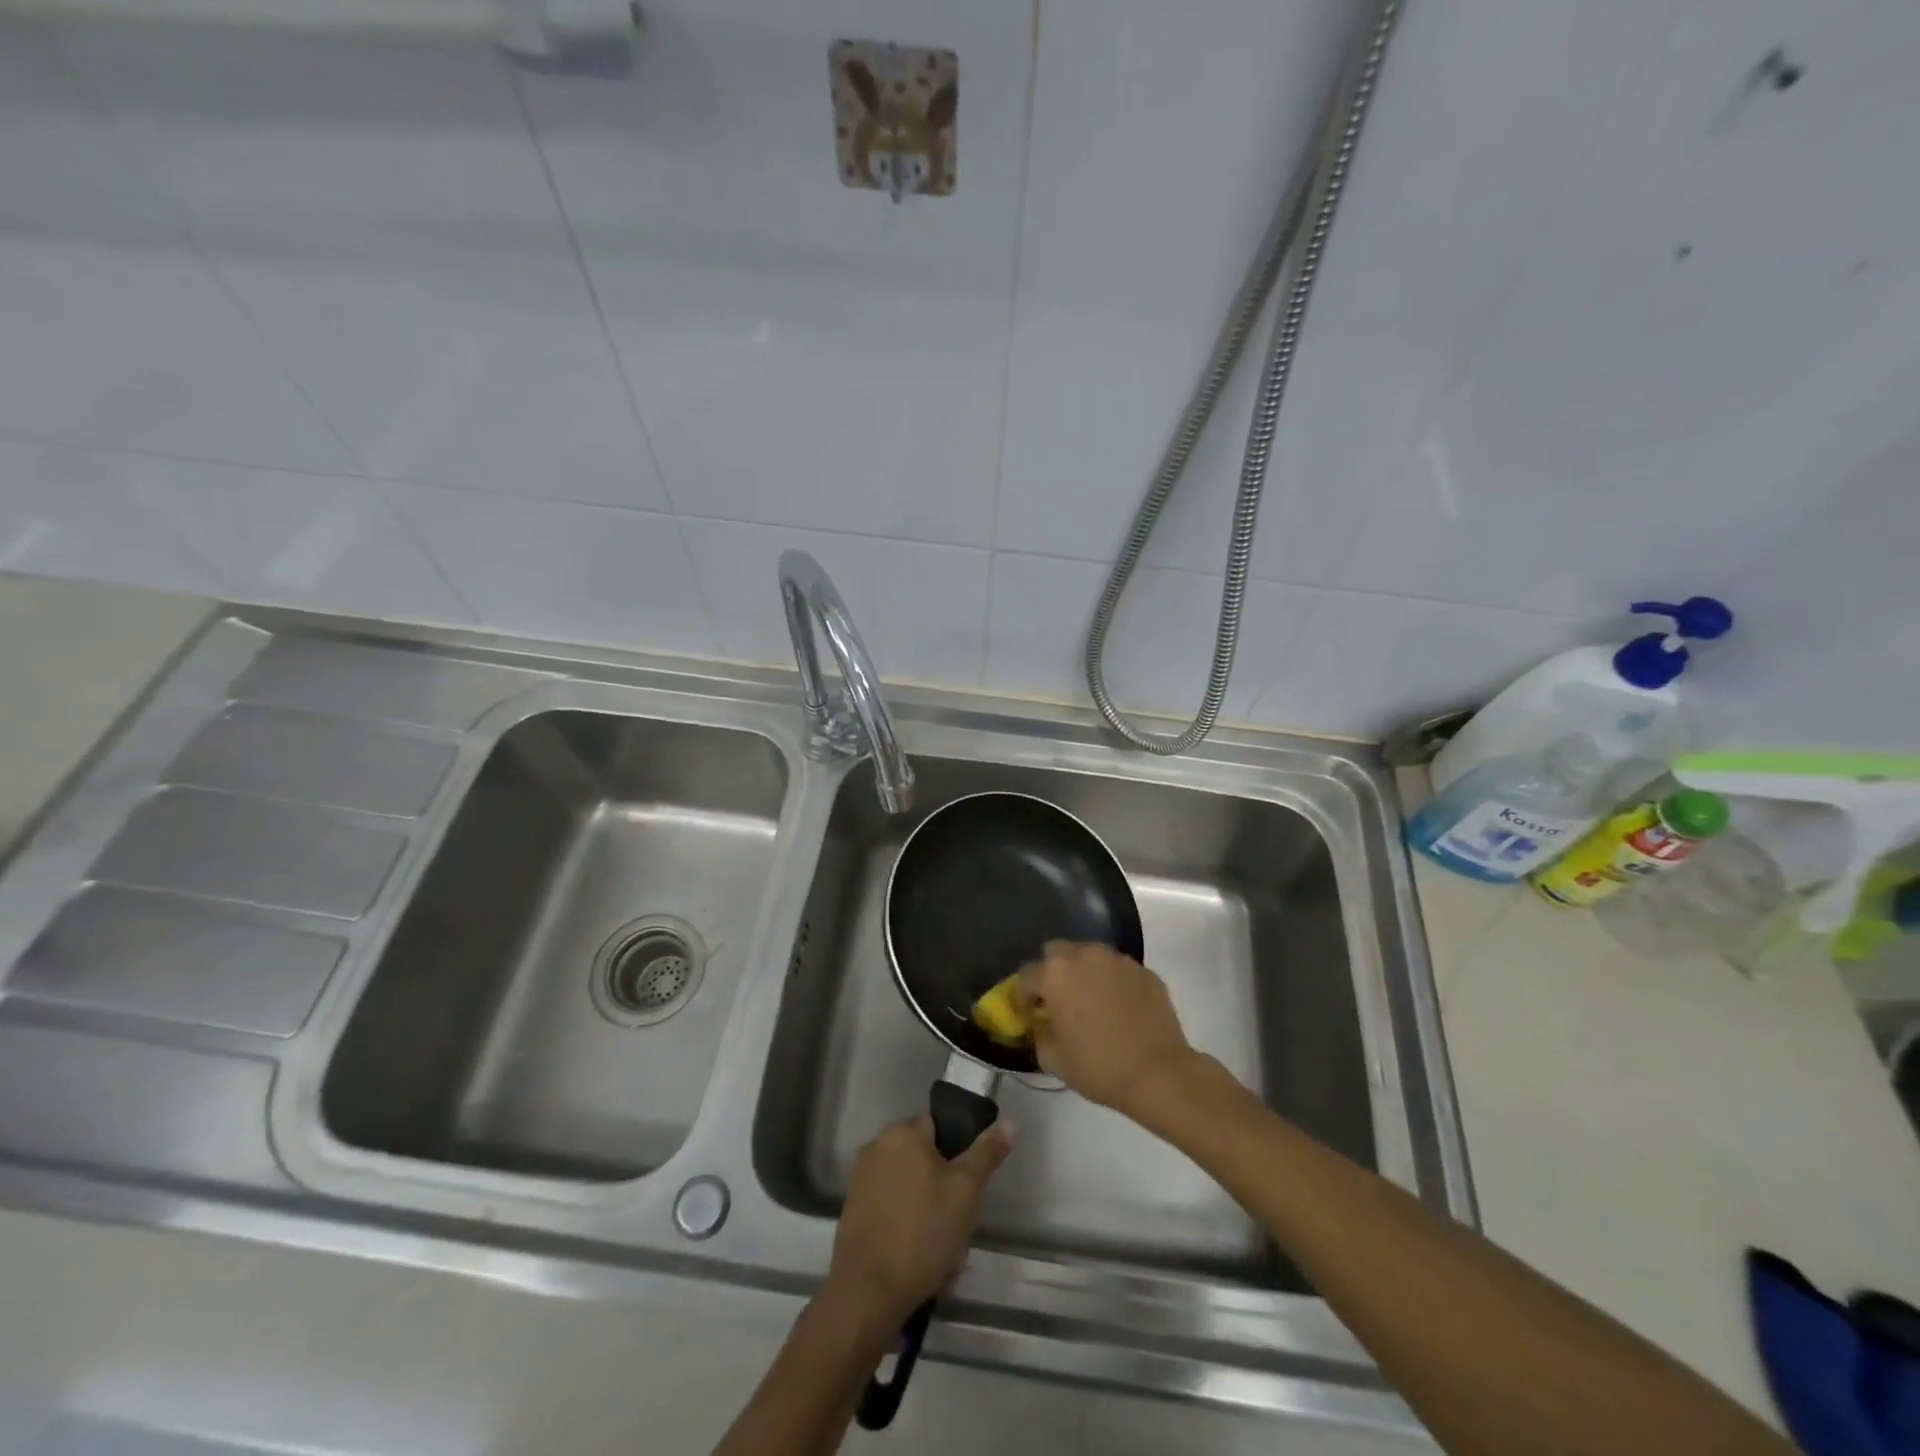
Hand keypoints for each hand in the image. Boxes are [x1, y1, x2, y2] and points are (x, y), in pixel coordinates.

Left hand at [827, 1115, 1012, 1324]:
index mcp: (902, 1132)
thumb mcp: (965, 1190)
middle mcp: (877, 1147)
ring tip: (946, 1257)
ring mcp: (862, 1180)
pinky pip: (894, 1212)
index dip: (961, 1155)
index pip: (941, 1127)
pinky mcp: (854, 1213)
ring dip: (931, 1216)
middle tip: (962, 1227)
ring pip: (912, 1191)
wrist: (867, 1294)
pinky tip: (924, 1264)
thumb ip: (986, 1153)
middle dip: (947, 1193)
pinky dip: (910, 1230)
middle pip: (926, 1161)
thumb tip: (1009, 1122)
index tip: (971, 1188)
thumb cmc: (921, 1232)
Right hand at [1016, 941, 1201, 1119]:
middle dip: (1051, 973)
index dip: (1021, 997)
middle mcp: (1085, 955)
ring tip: (1090, 1003)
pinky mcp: (1144, 971)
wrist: (1159, 1073)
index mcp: (1056, 973)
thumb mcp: (1053, 1058)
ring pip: (1089, 957)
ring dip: (1083, 974)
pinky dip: (1111, 983)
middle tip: (1057, 1002)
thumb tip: (1040, 1022)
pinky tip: (1118, 1009)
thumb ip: (1038, 1033)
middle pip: (1056, 953)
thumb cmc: (1099, 1066)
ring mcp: (1118, 960)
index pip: (1025, 976)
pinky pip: (1117, 970)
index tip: (1027, 1016)